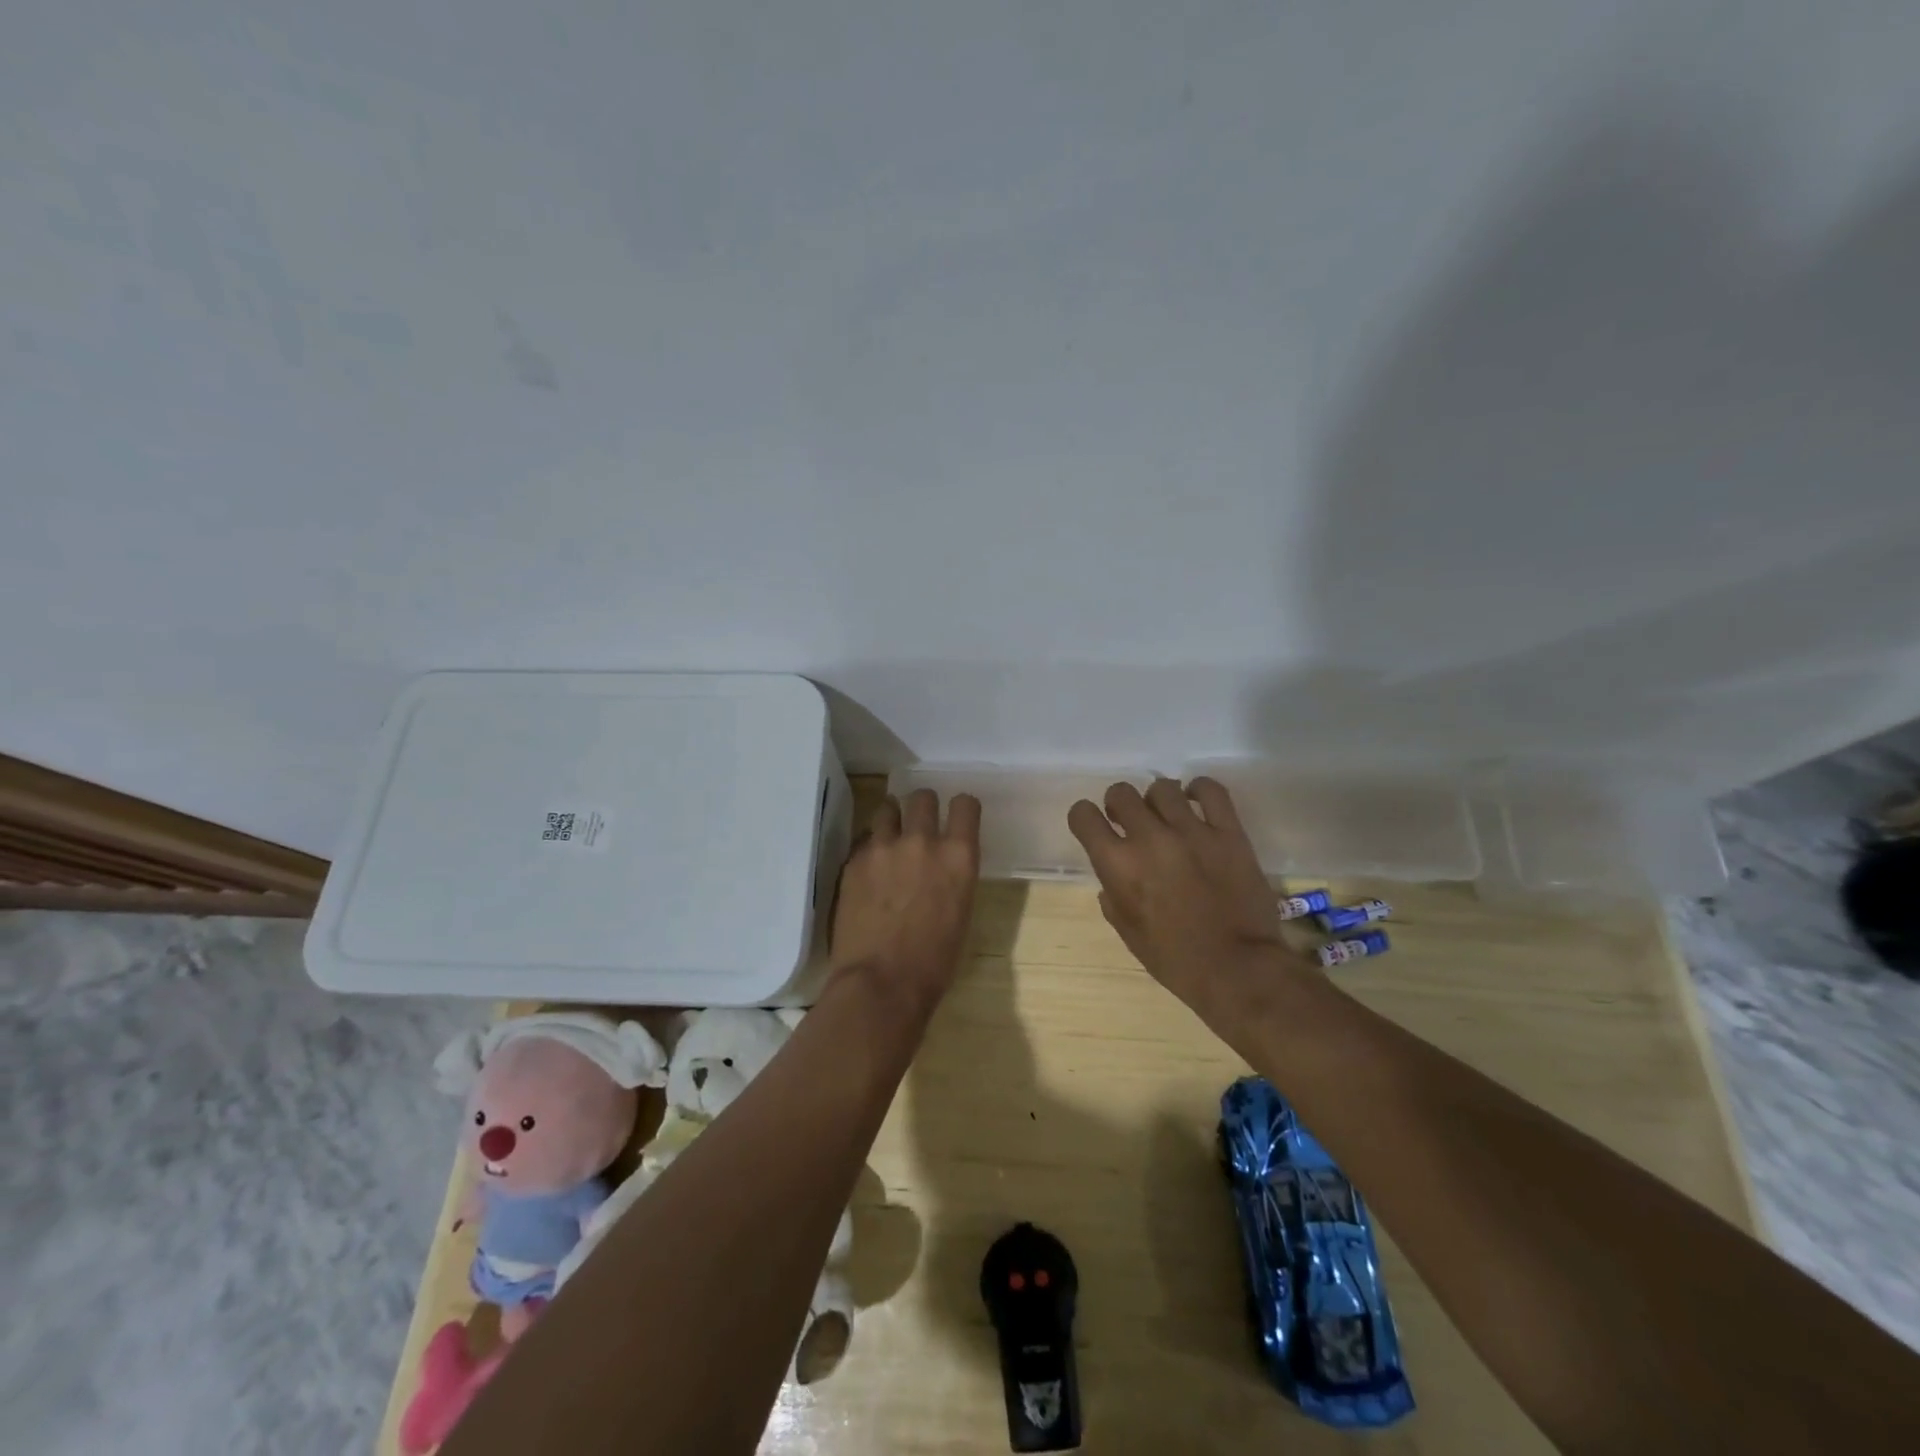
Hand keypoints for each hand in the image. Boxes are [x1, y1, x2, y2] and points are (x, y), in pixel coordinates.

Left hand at [829, 789, 981, 1011]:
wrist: (881, 983)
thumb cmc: (934, 962)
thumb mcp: (960, 912)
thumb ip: (952, 877)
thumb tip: (942, 869)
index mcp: (959, 856)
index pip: (966, 804)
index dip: (962, 808)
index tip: (957, 817)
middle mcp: (923, 840)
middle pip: (923, 797)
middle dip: (923, 807)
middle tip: (919, 825)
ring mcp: (884, 847)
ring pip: (887, 807)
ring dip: (892, 819)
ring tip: (889, 838)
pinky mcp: (854, 860)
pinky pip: (864, 839)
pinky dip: (870, 848)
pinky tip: (869, 870)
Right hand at [1068, 778, 1311, 1014]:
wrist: (1238, 969)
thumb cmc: (1175, 960)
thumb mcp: (1128, 933)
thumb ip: (1113, 896)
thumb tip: (1113, 876)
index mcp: (1118, 865)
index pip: (1083, 815)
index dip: (1085, 818)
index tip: (1095, 826)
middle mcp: (1149, 838)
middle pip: (1121, 792)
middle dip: (1119, 805)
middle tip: (1131, 823)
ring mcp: (1192, 831)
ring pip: (1162, 787)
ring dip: (1157, 801)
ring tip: (1167, 816)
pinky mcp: (1228, 832)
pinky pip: (1211, 790)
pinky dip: (1199, 789)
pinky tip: (1196, 801)